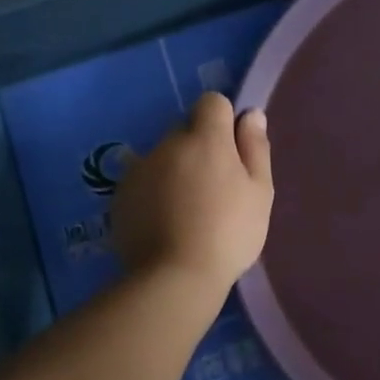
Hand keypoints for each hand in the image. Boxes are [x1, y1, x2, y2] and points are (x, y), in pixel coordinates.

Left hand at [112, 93, 272, 290]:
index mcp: (206, 139)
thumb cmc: (229, 232)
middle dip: (200, 147)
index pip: (212, 102)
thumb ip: (255, 148)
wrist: (174, 277)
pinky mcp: (119, 195)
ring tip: (189, 210)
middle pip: (186, 130)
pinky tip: (166, 222)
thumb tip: (251, 114)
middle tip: (215, 187)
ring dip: (176, 170)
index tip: (233, 151)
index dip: (224, 120)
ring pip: (164, 156)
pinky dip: (155, 192)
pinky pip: (144, 180)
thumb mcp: (259, 192)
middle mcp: (168, 144)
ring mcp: (139, 169)